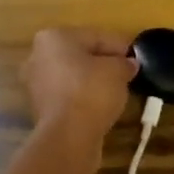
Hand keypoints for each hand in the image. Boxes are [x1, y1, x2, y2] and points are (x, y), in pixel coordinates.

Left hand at [20, 27, 136, 146]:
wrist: (68, 136)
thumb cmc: (91, 91)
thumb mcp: (118, 70)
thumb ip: (124, 63)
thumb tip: (128, 65)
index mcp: (54, 37)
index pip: (95, 36)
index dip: (119, 47)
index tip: (137, 57)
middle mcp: (38, 56)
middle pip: (81, 56)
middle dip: (103, 63)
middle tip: (127, 73)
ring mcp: (36, 84)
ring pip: (73, 77)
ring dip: (93, 82)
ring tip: (117, 91)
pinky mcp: (40, 109)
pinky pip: (68, 96)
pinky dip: (83, 99)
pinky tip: (101, 106)